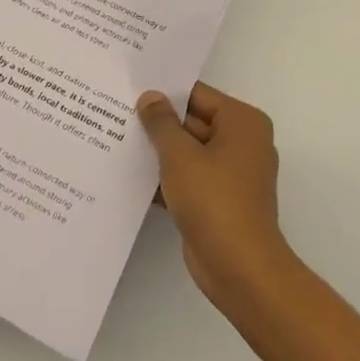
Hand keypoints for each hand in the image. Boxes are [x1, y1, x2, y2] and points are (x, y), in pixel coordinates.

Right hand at [138, 83, 296, 310]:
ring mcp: (233, 173)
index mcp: (242, 122)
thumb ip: (162, 123)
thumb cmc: (214, 201)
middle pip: (193, 121)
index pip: (197, 95)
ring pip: (189, 151)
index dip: (164, 93)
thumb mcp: (180, 156)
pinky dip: (167, 177)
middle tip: (117, 114)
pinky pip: (190, 177)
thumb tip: (150, 96)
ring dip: (160, 152)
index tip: (130, 90)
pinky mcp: (221, 200)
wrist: (240, 270)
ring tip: (117, 140)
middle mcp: (243, 142)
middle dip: (159, 123)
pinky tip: (132, 176)